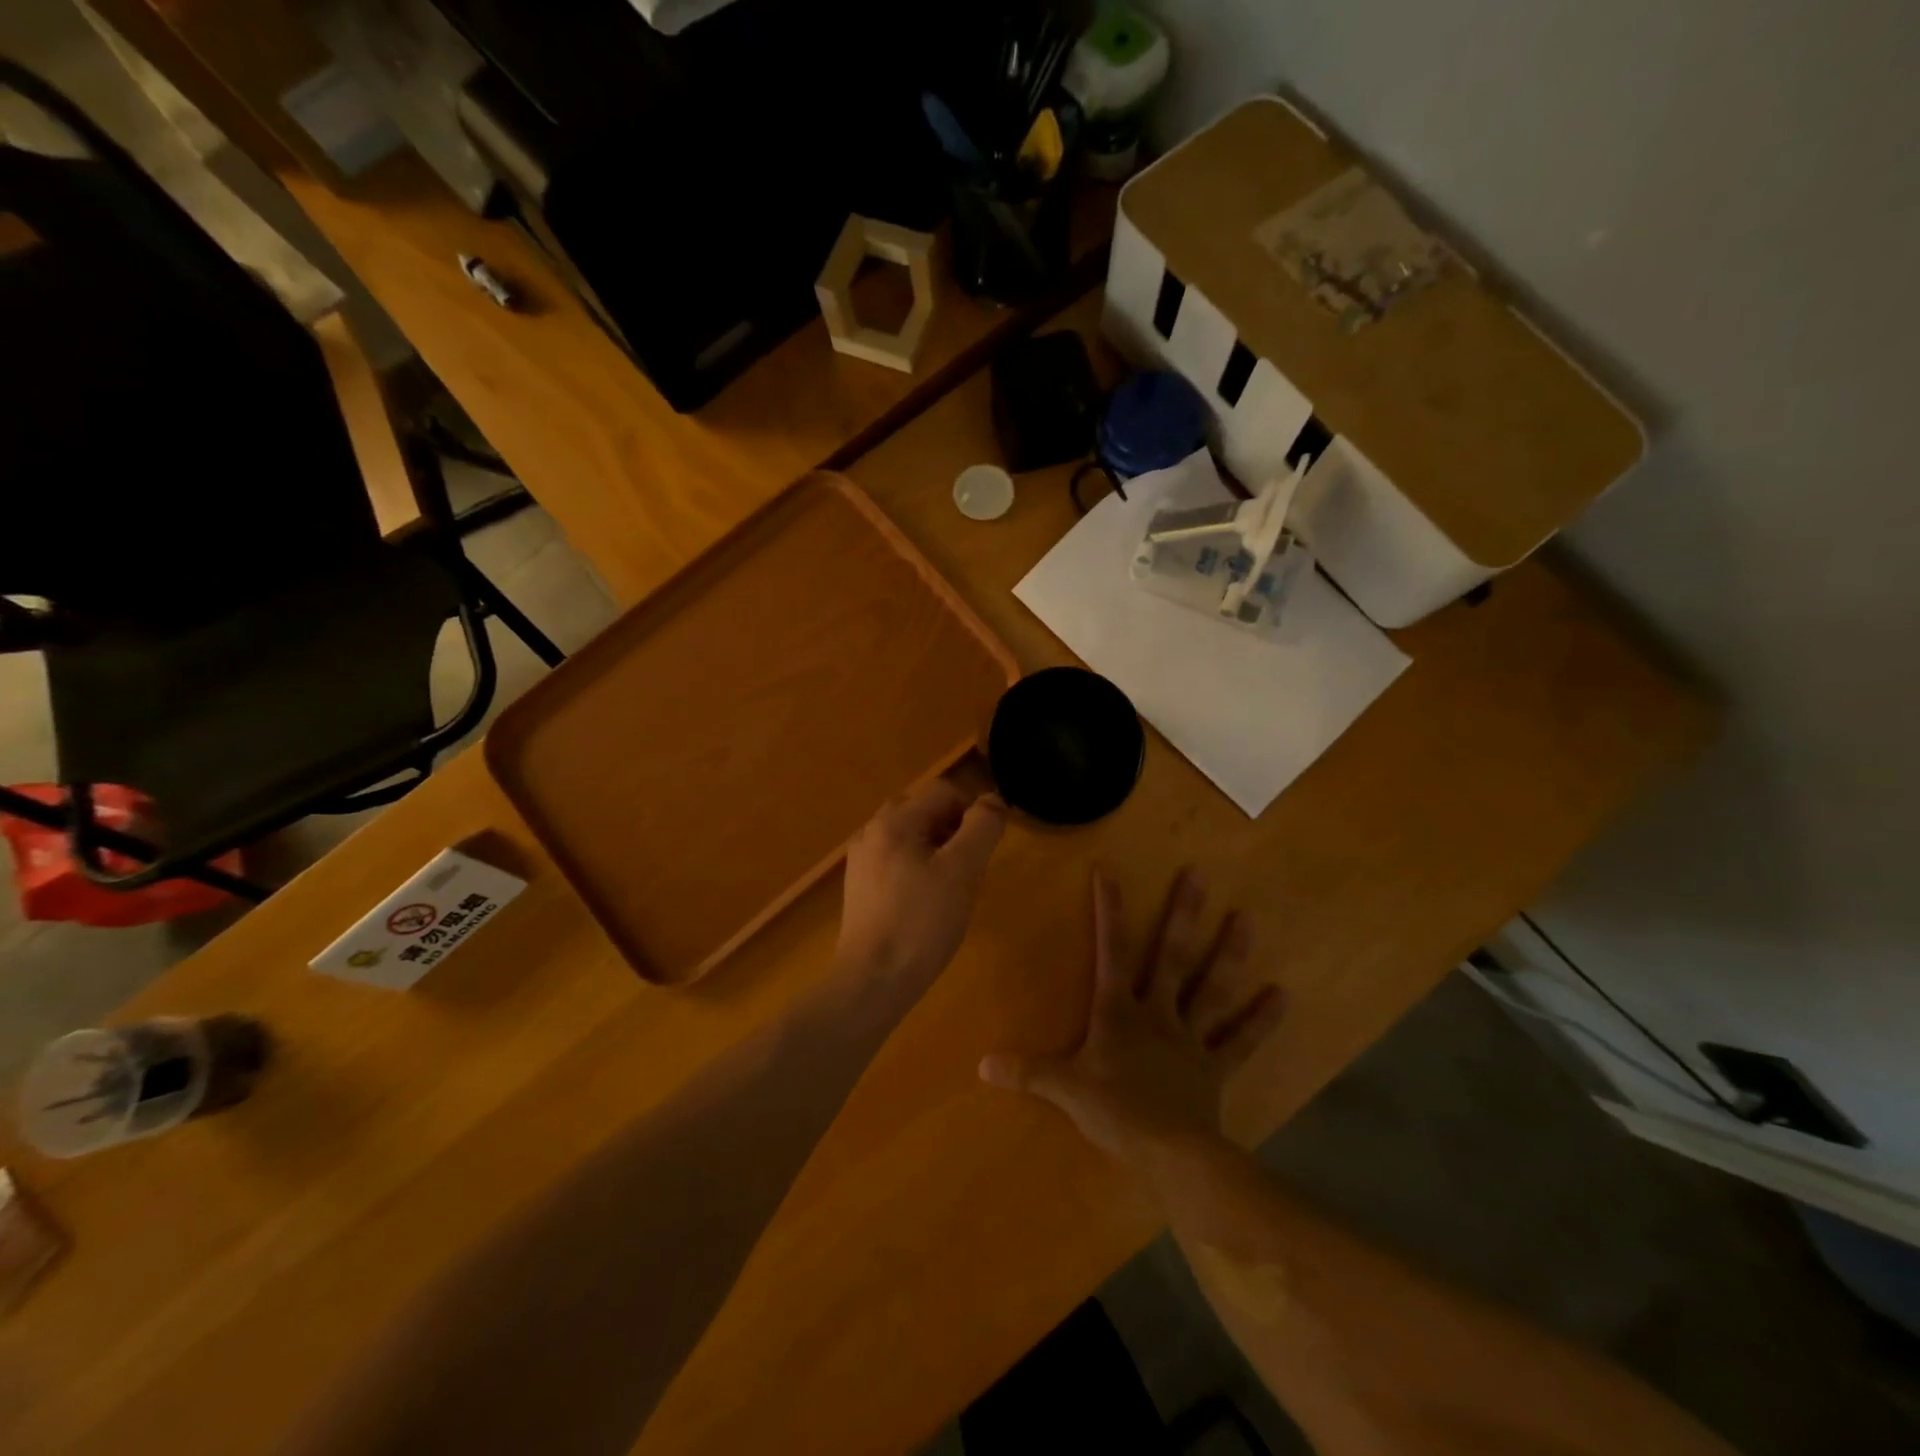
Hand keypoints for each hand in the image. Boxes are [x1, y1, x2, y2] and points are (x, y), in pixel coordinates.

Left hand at [836, 781, 1006, 997]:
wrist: (873, 980)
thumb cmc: (921, 922)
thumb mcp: (962, 871)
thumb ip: (981, 828)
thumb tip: (993, 801)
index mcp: (894, 822)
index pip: (943, 792)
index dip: (972, 811)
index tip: (986, 848)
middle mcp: (872, 833)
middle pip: (924, 812)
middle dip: (954, 831)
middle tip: (970, 869)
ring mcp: (862, 862)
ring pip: (911, 839)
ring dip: (938, 852)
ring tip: (952, 890)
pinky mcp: (860, 890)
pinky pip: (897, 863)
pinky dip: (919, 871)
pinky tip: (927, 906)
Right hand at [979, 868, 1284, 1164]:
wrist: (1171, 1154)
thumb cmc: (1116, 1113)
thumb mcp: (1065, 1089)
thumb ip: (1027, 1072)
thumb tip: (981, 1065)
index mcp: (1119, 1011)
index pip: (1111, 951)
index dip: (1109, 911)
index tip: (1110, 872)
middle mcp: (1158, 1013)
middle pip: (1171, 956)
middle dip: (1183, 914)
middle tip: (1199, 874)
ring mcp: (1191, 1038)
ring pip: (1212, 988)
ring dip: (1229, 954)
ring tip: (1246, 919)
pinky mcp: (1215, 1067)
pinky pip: (1240, 1041)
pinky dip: (1262, 1020)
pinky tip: (1284, 995)